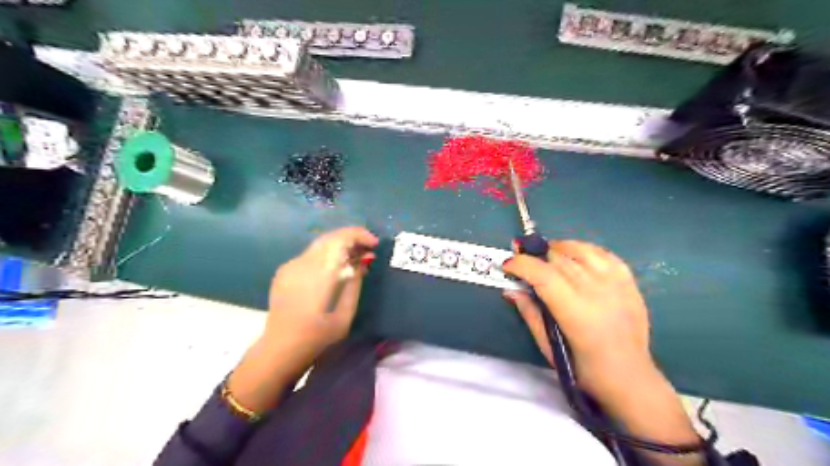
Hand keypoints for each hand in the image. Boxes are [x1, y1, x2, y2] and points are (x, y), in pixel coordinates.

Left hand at [225, 225, 376, 410]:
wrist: (280, 349)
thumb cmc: (318, 336)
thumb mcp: (345, 314)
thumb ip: (354, 284)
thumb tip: (362, 262)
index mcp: (319, 273)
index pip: (340, 239)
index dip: (359, 235)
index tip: (374, 243)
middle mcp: (303, 263)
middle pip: (330, 237)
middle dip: (352, 238)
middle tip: (369, 249)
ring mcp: (291, 266)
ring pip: (319, 244)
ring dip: (339, 245)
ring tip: (356, 257)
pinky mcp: (284, 272)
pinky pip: (310, 255)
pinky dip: (326, 254)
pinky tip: (335, 266)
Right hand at [502, 243, 702, 464]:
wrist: (631, 378)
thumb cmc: (583, 369)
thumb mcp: (548, 346)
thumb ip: (529, 313)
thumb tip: (510, 288)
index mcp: (576, 312)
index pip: (543, 274)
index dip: (521, 264)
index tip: (507, 264)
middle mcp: (597, 291)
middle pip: (558, 258)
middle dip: (535, 256)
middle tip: (523, 262)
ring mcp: (616, 283)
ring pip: (579, 249)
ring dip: (557, 249)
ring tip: (547, 257)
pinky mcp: (628, 281)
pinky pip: (602, 253)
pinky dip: (583, 250)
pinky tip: (574, 257)